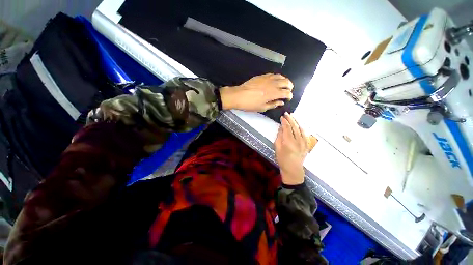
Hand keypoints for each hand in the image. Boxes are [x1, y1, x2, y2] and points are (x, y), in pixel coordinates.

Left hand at [220, 73, 292, 111]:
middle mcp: (272, 84)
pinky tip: (275, 81)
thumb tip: (281, 102)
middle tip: (288, 91)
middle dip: (290, 87)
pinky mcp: (262, 76)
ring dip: (285, 80)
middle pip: (286, 82)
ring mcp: (267, 78)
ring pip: (280, 76)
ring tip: (284, 85)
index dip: (290, 96)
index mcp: (273, 93)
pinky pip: (273, 74)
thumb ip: (273, 104)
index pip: (286, 93)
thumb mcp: (262, 107)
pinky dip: (277, 77)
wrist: (238, 95)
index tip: (288, 98)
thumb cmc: (250, 104)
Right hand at [274, 113, 312, 185]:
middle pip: (294, 127)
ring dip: (297, 122)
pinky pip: (305, 134)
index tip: (282, 117)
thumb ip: (279, 136)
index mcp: (289, 142)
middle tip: (287, 113)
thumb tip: (281, 127)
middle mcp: (298, 141)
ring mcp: (304, 143)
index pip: (287, 128)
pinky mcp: (307, 145)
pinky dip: (302, 128)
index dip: (284, 121)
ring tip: (293, 116)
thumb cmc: (282, 159)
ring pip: (301, 129)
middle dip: (290, 119)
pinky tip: (299, 125)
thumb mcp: (277, 148)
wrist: (293, 169)